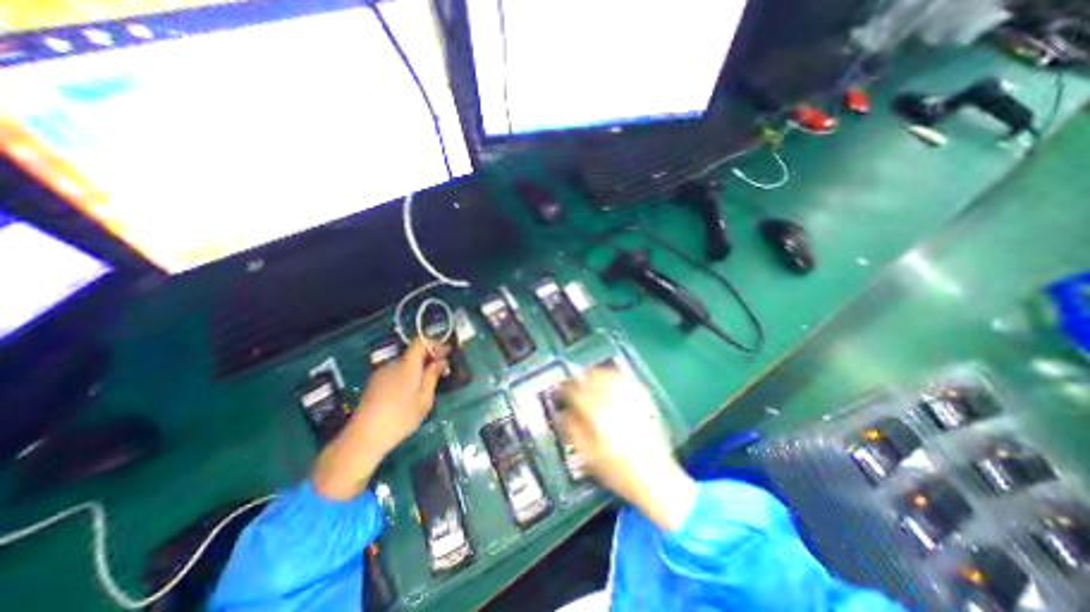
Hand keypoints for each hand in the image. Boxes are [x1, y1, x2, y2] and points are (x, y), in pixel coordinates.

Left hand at [310, 338, 446, 499]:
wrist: (363, 438)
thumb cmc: (400, 418)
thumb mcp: (424, 400)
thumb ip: (432, 377)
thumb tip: (441, 361)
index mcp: (407, 366)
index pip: (420, 342)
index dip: (434, 344)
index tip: (446, 354)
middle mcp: (392, 364)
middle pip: (412, 352)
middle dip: (428, 358)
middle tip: (440, 371)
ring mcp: (381, 373)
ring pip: (404, 363)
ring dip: (417, 368)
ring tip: (426, 384)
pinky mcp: (374, 383)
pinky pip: (395, 372)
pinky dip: (406, 375)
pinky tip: (409, 392)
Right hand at [561, 369, 696, 529]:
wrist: (654, 477)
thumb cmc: (618, 470)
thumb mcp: (588, 456)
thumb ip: (573, 431)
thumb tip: (564, 413)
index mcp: (597, 416)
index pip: (576, 393)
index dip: (566, 389)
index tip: (562, 390)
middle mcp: (614, 403)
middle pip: (593, 379)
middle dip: (581, 378)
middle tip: (575, 381)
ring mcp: (631, 400)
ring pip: (610, 375)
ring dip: (597, 374)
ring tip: (591, 376)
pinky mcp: (645, 401)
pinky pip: (627, 380)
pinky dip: (616, 376)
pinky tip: (612, 379)